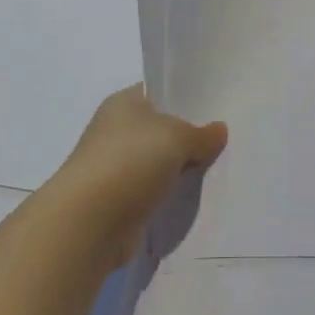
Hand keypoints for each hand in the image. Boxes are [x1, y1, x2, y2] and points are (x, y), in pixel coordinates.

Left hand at [47, 86, 226, 265]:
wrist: (90, 222)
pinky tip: (195, 196)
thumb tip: (219, 131)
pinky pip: (153, 190)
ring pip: (159, 162)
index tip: (217, 107)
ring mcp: (115, 167)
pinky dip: (170, 193)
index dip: (186, 97)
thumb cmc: (130, 162)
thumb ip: (201, 134)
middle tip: (225, 140)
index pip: (159, 92)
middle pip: (161, 128)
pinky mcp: (119, 201)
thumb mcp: (177, 137)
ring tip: (218, 168)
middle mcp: (116, 131)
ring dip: (180, 168)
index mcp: (123, 103)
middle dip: (189, 136)